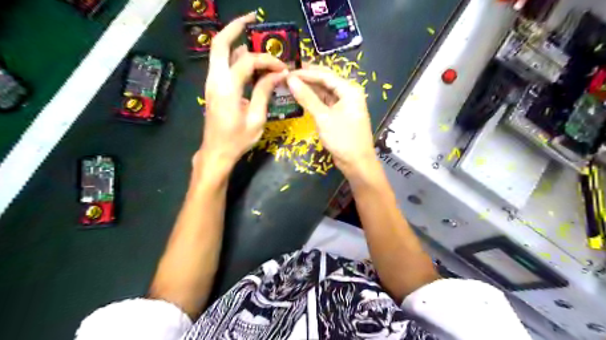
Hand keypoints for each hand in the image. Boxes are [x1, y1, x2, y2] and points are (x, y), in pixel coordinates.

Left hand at [196, 12, 285, 169]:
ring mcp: (211, 83)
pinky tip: (249, 61)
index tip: (283, 68)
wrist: (216, 153)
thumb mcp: (256, 118)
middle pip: (220, 43)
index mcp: (227, 88)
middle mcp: (215, 80)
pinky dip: (235, 57)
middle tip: (253, 19)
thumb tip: (278, 74)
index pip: (248, 62)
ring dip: (236, 42)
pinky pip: (222, 65)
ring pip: (220, 53)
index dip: (268, 61)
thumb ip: (264, 92)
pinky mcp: (213, 88)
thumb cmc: (237, 140)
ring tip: (256, 40)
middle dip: (236, 27)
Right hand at [287, 67, 376, 176]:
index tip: (288, 72)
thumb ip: (307, 98)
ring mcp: (344, 105)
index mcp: (349, 90)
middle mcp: (348, 94)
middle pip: (325, 81)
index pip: (325, 75)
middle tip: (287, 76)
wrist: (356, 162)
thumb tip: (290, 80)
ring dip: (309, 89)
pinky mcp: (339, 115)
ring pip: (324, 92)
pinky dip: (313, 101)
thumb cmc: (342, 139)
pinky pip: (325, 103)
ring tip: (291, 85)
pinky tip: (301, 98)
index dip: (306, 73)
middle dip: (307, 78)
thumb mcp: (323, 117)